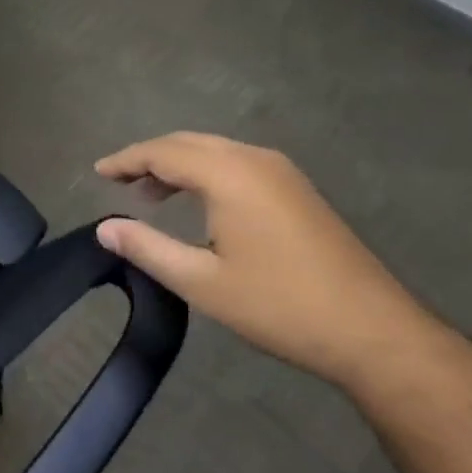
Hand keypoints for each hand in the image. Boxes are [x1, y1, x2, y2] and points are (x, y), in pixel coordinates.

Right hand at [95, 132, 443, 388]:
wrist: (372, 330)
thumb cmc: (279, 305)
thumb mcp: (203, 282)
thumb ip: (148, 248)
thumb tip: (104, 228)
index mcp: (228, 173)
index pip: (162, 151)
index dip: (126, 160)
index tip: (98, 172)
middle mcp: (254, 158)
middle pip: (188, 142)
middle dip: (150, 158)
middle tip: (120, 182)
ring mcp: (281, 171)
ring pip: (215, 151)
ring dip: (179, 164)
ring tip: (152, 195)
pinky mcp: (297, 189)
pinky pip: (237, 163)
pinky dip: (207, 172)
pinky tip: (201, 202)